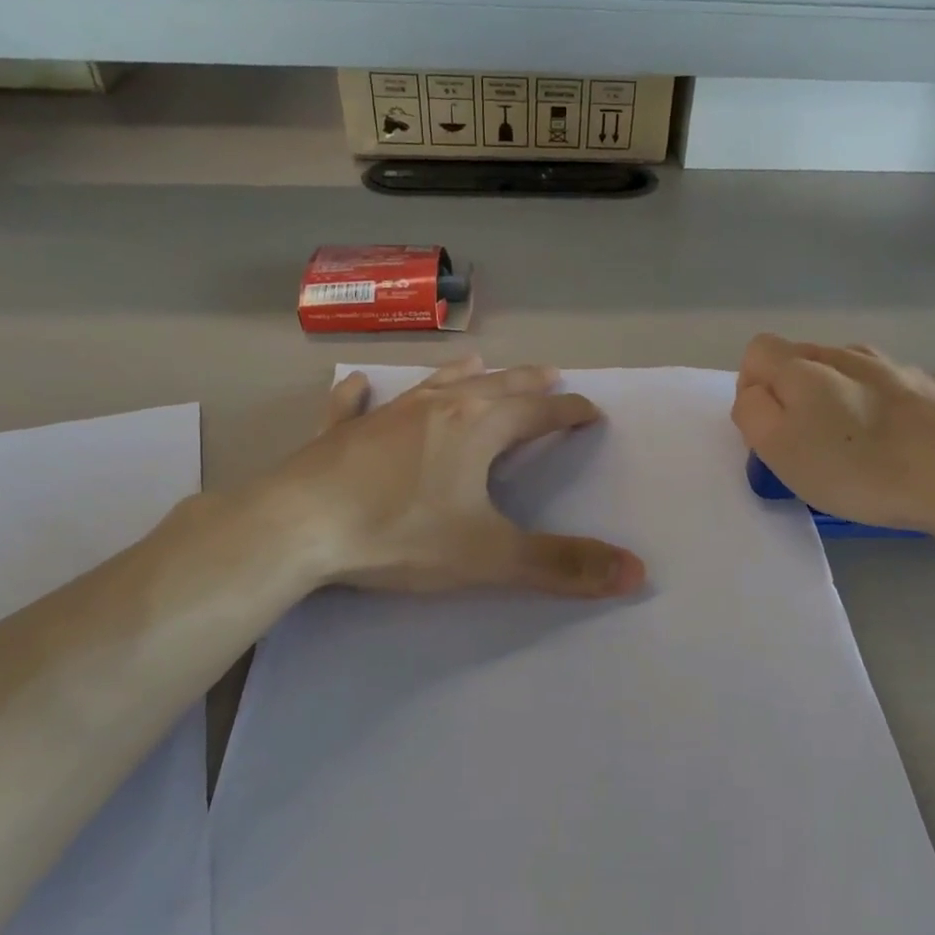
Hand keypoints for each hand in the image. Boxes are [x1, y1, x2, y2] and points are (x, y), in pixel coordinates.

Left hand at [272, 357, 646, 597]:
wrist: (298, 527)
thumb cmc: (400, 534)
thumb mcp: (490, 555)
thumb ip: (562, 564)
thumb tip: (637, 572)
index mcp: (478, 427)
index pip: (539, 412)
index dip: (570, 412)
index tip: (592, 411)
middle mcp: (437, 407)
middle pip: (495, 385)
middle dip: (528, 382)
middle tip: (551, 375)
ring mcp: (384, 415)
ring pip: (433, 384)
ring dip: (462, 373)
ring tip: (479, 361)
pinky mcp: (339, 434)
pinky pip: (354, 405)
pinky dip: (362, 395)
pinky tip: (359, 386)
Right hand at [732, 335, 934, 540]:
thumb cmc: (861, 469)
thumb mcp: (781, 450)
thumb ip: (753, 414)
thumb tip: (756, 394)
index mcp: (806, 368)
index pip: (758, 351)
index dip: (752, 387)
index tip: (768, 429)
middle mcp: (852, 355)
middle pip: (807, 359)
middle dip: (797, 394)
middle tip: (811, 444)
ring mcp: (903, 367)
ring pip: (857, 371)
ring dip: (846, 397)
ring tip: (861, 444)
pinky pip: (904, 389)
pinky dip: (895, 409)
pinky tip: (910, 444)